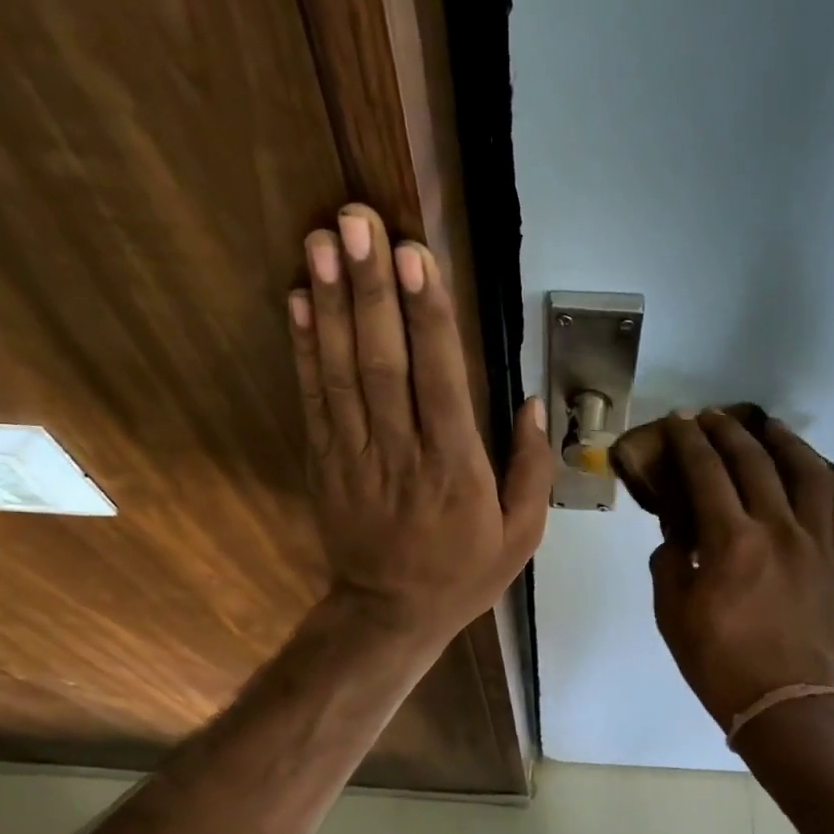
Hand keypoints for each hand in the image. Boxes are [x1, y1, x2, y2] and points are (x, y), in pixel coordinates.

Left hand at [290, 204, 553, 649]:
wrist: (389, 613)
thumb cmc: (463, 571)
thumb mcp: (522, 534)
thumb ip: (532, 468)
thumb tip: (535, 402)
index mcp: (456, 467)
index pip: (440, 379)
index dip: (426, 315)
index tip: (415, 255)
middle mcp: (402, 451)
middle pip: (382, 361)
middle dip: (369, 287)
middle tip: (357, 220)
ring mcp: (354, 454)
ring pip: (340, 370)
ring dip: (329, 302)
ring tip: (322, 240)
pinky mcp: (324, 460)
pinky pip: (313, 398)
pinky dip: (303, 347)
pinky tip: (298, 299)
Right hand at [649, 411, 833, 729]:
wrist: (784, 702)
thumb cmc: (719, 662)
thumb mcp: (672, 613)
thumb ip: (670, 561)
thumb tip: (679, 534)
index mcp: (731, 542)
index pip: (707, 473)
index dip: (691, 441)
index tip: (680, 421)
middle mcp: (779, 529)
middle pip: (755, 462)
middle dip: (729, 431)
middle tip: (713, 416)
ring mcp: (818, 543)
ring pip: (809, 473)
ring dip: (785, 442)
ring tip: (770, 428)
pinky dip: (827, 480)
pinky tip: (816, 471)